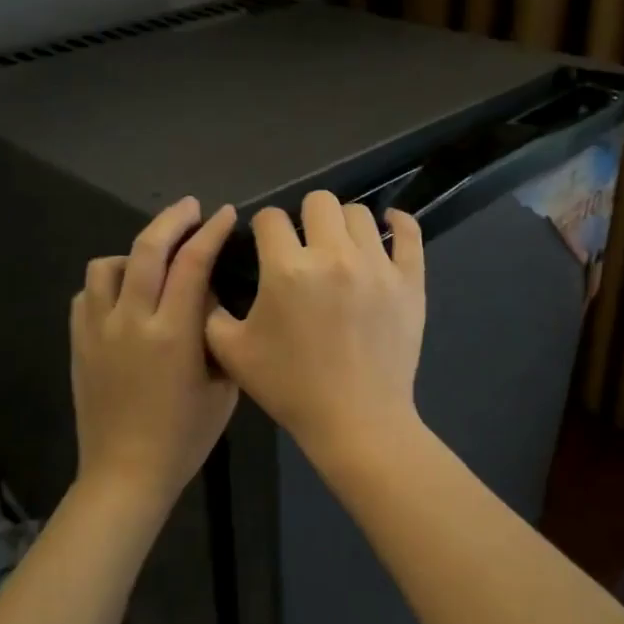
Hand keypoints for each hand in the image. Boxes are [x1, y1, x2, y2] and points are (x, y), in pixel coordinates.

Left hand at [71, 197, 239, 513]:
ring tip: (151, 260)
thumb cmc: (184, 437)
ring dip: (134, 252)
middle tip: (189, 208)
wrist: (126, 472)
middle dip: (172, 220)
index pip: (193, 264)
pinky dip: (107, 283)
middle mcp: (132, 321)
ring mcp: (98, 330)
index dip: (210, 232)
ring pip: (107, 265)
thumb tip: (211, 301)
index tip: (222, 215)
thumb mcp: (222, 388)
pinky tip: (123, 296)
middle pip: (147, 249)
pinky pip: (87, 294)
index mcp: (174, 334)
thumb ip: (219, 337)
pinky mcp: (78, 343)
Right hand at [204, 190, 424, 458]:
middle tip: (303, 246)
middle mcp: (334, 256)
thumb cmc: (290, 389)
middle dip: (304, 217)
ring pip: (359, 213)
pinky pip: (409, 233)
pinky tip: (387, 227)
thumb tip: (216, 283)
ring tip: (340, 248)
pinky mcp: (410, 281)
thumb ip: (213, 311)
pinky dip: (397, 224)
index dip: (262, 228)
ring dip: (343, 224)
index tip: (265, 245)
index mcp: (287, 269)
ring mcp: (377, 266)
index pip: (270, 218)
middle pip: (319, 201)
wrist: (356, 422)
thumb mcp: (232, 353)